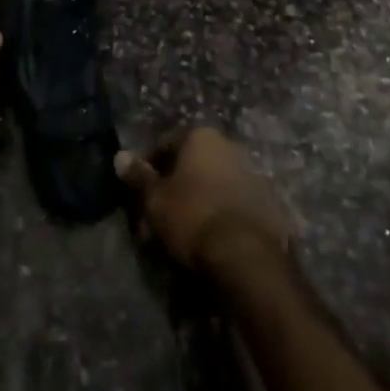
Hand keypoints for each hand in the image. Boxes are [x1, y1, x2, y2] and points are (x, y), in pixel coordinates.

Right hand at [114, 127, 292, 272]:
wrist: (247, 255)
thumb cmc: (193, 216)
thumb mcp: (156, 199)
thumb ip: (138, 176)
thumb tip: (120, 156)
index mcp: (201, 136)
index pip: (166, 146)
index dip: (150, 171)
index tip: (141, 196)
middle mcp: (229, 146)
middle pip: (193, 164)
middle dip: (176, 187)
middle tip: (161, 218)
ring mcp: (253, 173)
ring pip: (215, 184)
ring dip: (200, 200)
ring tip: (186, 234)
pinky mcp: (269, 203)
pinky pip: (236, 204)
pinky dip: (222, 215)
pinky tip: (213, 240)